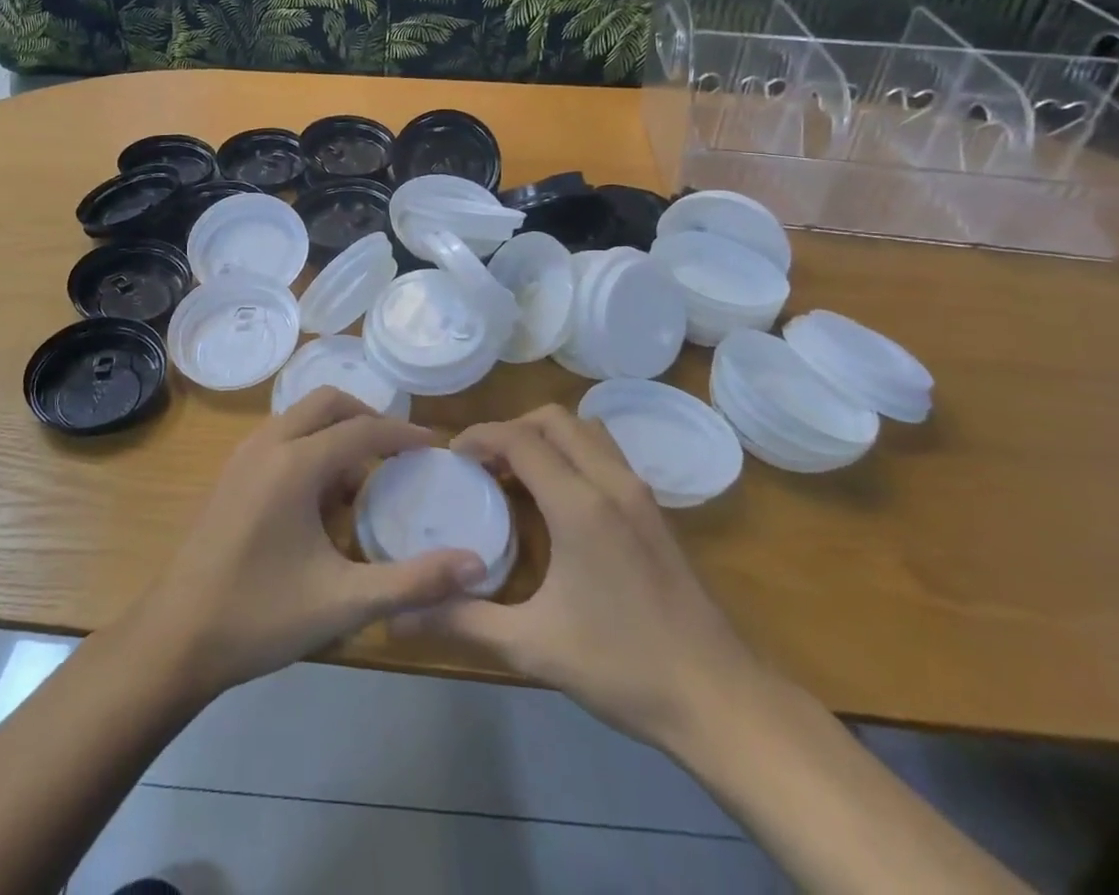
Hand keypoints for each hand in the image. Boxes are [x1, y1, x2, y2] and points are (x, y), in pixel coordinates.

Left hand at [123, 390, 488, 699]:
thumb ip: (413, 582)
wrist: (175, 638)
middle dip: (368, 417)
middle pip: (328, 402)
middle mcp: (268, 444)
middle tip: (399, 452)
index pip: (362, 429)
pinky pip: (281, 436)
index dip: (404, 435)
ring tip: (365, 477)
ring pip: (300, 416)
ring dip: (336, 430)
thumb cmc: (260, 617)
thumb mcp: (343, 603)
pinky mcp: (230, 473)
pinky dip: (310, 445)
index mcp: (295, 464)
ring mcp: (243, 456)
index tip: (436, 447)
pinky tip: (321, 497)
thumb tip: (475, 565)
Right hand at [410, 405, 760, 753]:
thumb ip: (463, 621)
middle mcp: (611, 482)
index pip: (520, 439)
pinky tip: (558, 498)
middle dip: (511, 429)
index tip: (452, 456)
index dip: (480, 436)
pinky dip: (573, 452)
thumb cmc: (622, 667)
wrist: (718, 698)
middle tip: (482, 464)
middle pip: (554, 420)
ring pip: (586, 429)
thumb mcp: (532, 646)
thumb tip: (399, 617)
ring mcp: (639, 492)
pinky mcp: (654, 509)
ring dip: (546, 436)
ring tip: (517, 473)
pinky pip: (605, 452)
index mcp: (580, 504)